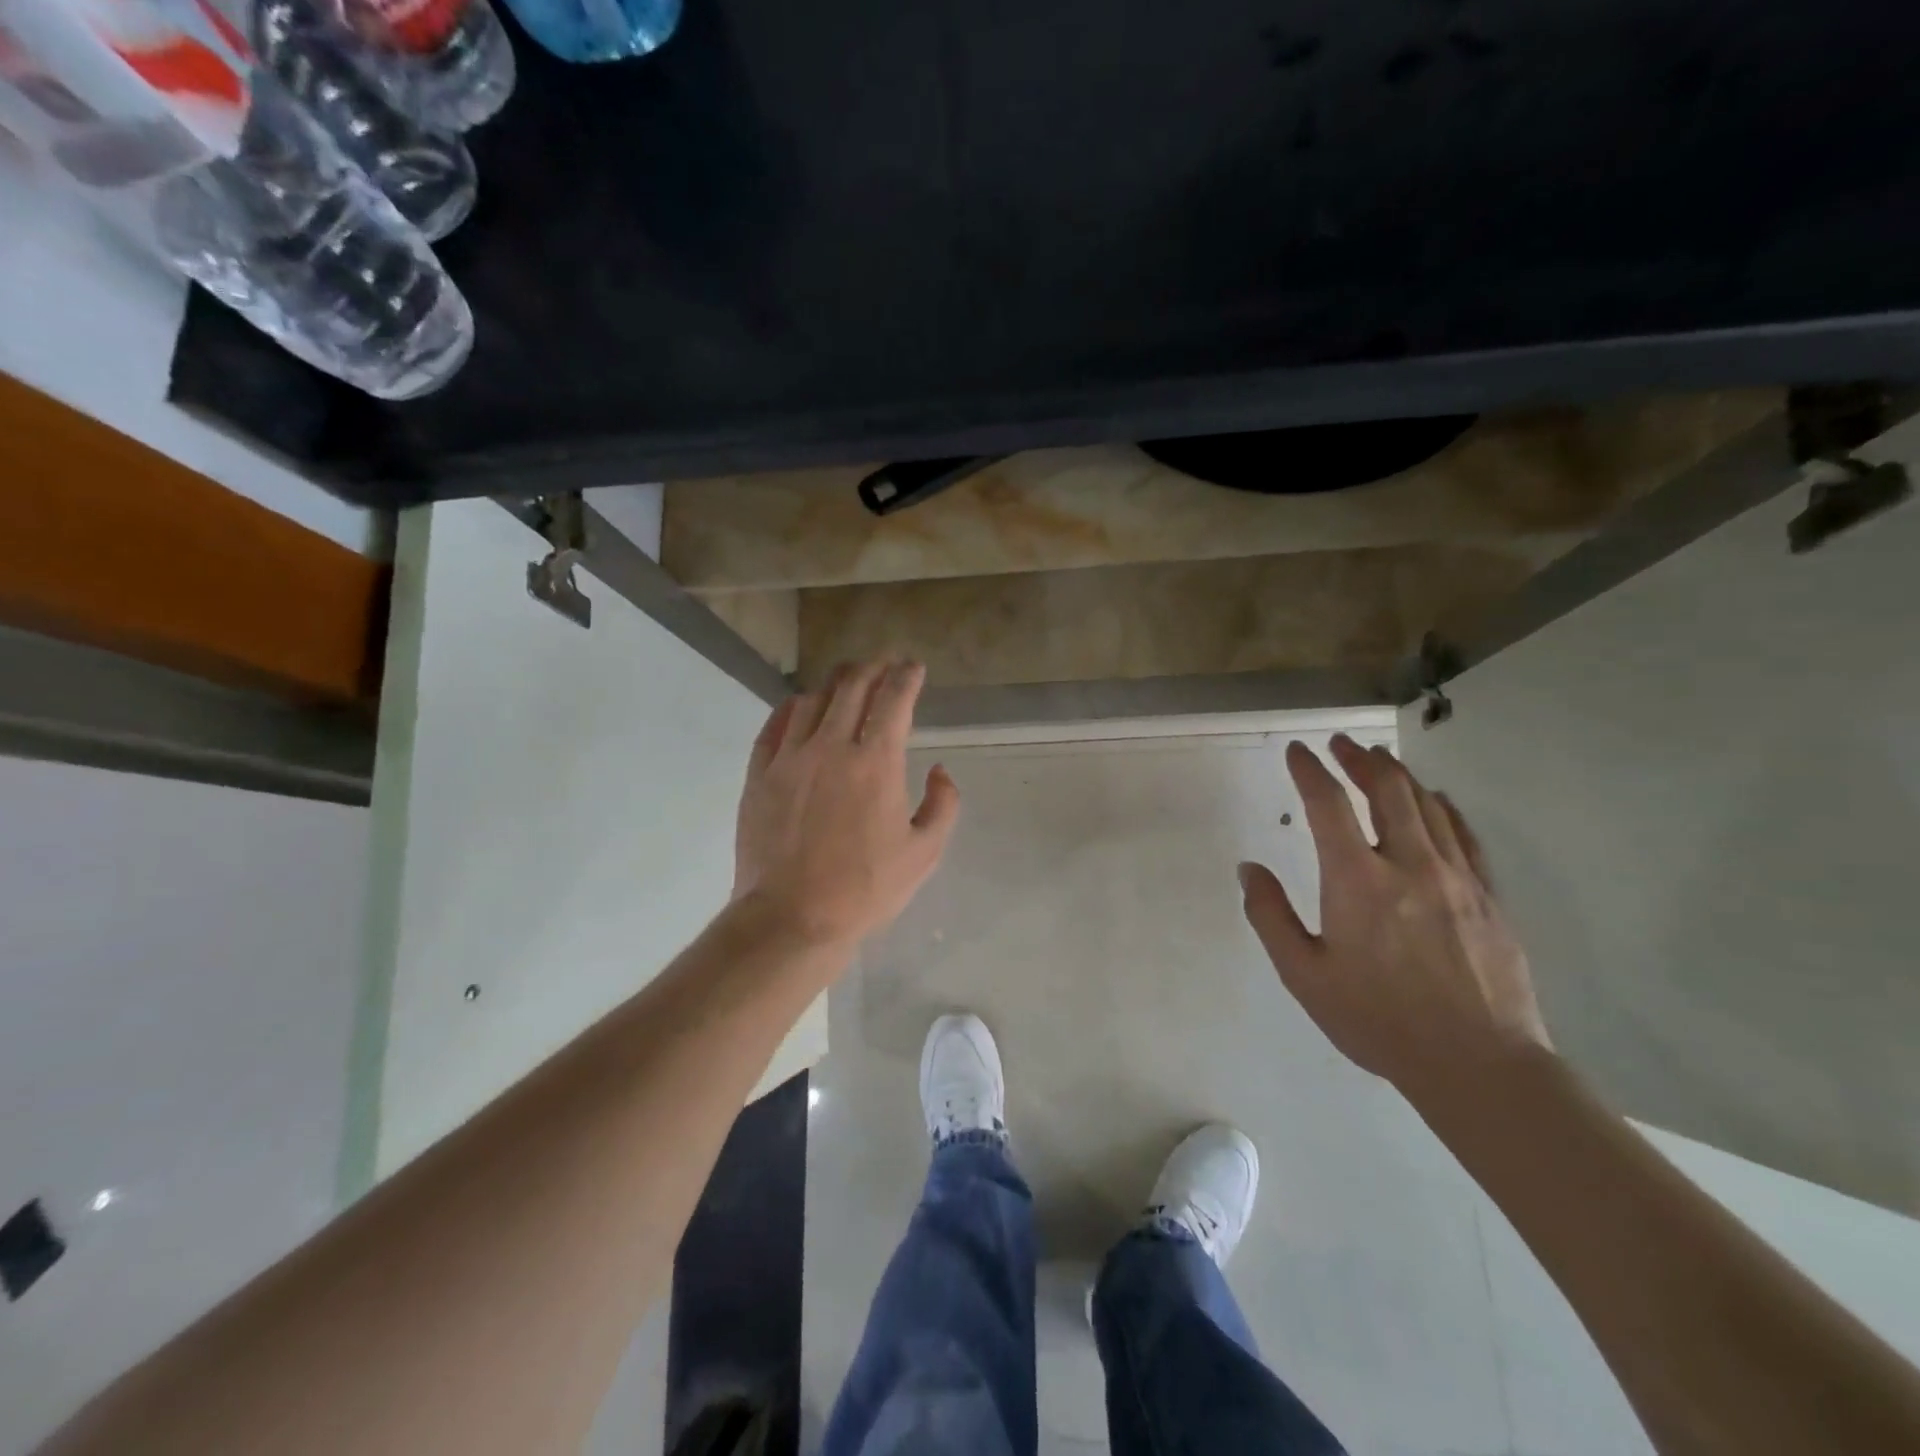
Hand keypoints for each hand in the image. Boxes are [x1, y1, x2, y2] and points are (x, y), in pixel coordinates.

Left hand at [732, 658, 959, 950]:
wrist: (791, 917)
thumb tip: (940, 770)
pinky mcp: (759, 775)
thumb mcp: (924, 854)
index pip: (893, 700)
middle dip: (873, 667)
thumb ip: (943, 805)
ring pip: (812, 699)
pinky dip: (792, 707)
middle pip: (852, 687)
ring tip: (847, 679)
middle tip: (884, 664)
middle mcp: (831, 747)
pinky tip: (800, 706)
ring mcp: (789, 758)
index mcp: (876, 763)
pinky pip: (774, 725)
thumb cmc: (865, 889)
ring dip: (835, 682)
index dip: (906, 676)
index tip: (914, 668)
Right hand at [1239, 734, 1551, 1101]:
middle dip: (1359, 759)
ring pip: (1427, 805)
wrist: (1478, 1064)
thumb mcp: (1304, 974)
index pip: (1328, 805)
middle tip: (1341, 743)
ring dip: (1399, 775)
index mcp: (1356, 880)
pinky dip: (1443, 807)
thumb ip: (1270, 916)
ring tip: (1380, 759)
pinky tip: (1435, 800)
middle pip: (1386, 790)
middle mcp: (1408, 864)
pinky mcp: (1487, 896)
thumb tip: (1249, 868)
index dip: (1309, 771)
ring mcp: (1456, 877)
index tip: (1297, 751)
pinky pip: (1463, 835)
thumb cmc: (1377, 1019)